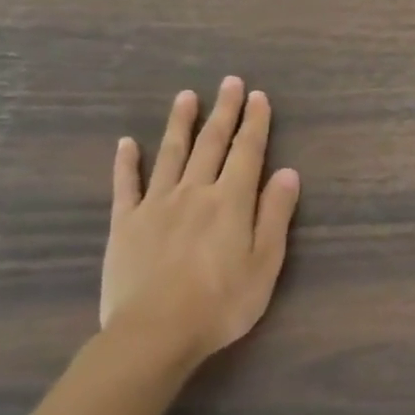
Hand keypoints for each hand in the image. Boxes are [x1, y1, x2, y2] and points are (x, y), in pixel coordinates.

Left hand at [99, 78, 300, 364]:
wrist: (155, 332)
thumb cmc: (221, 303)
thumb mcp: (265, 264)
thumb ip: (275, 215)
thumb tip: (288, 173)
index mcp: (231, 201)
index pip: (248, 152)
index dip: (256, 123)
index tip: (259, 96)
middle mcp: (195, 192)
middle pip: (212, 144)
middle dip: (224, 111)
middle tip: (229, 82)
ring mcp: (156, 205)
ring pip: (170, 154)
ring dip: (180, 123)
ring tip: (187, 97)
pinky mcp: (126, 223)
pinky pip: (126, 185)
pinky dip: (127, 162)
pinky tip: (127, 143)